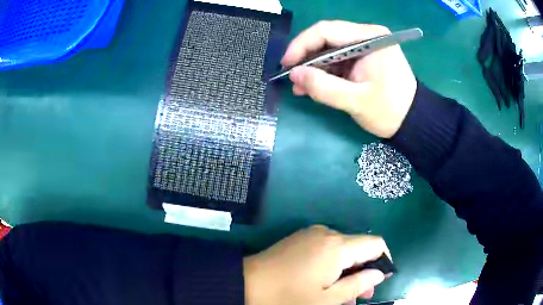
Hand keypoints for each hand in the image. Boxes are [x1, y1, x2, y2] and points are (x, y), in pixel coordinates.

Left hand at [244, 225, 392, 304]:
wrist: (244, 284)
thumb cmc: (288, 297)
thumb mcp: (327, 299)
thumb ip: (359, 284)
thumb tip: (379, 273)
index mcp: (337, 246)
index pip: (376, 243)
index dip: (384, 260)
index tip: (382, 279)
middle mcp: (327, 233)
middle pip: (359, 248)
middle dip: (365, 271)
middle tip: (363, 296)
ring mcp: (311, 234)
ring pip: (342, 251)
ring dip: (348, 271)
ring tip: (345, 296)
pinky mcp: (299, 239)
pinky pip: (326, 250)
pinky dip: (333, 266)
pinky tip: (327, 284)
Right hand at [281, 21, 416, 138]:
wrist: (413, 121)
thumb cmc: (390, 111)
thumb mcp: (356, 101)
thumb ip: (323, 87)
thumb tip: (293, 74)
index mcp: (369, 38)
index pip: (326, 31)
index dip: (301, 45)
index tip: (286, 65)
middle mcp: (366, 35)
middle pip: (326, 38)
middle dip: (306, 57)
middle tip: (292, 77)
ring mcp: (365, 45)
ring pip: (329, 49)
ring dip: (313, 67)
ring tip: (300, 86)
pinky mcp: (363, 57)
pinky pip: (337, 59)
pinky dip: (325, 72)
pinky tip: (313, 86)